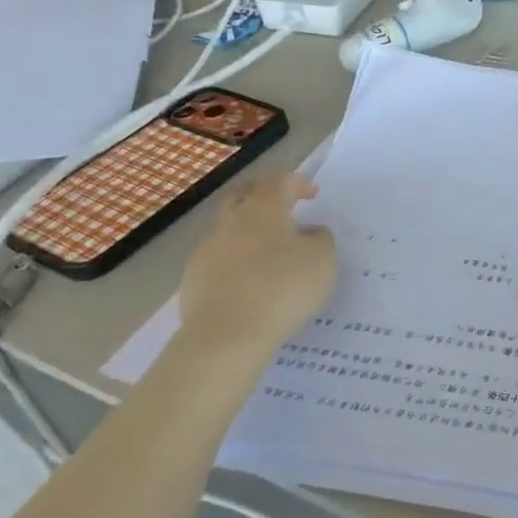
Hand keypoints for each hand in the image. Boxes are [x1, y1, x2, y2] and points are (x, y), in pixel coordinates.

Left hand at [176, 172, 335, 358]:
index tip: (312, 195)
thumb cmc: (283, 288)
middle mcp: (231, 222)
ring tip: (269, 252)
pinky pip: (219, 260)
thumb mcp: (322, 261)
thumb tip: (312, 232)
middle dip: (265, 198)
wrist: (227, 335)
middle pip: (245, 197)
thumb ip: (321, 240)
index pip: (279, 182)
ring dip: (249, 233)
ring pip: (230, 229)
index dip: (297, 184)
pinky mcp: (194, 278)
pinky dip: (236, 262)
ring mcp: (207, 250)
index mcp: (263, 210)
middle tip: (284, 209)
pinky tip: (250, 282)